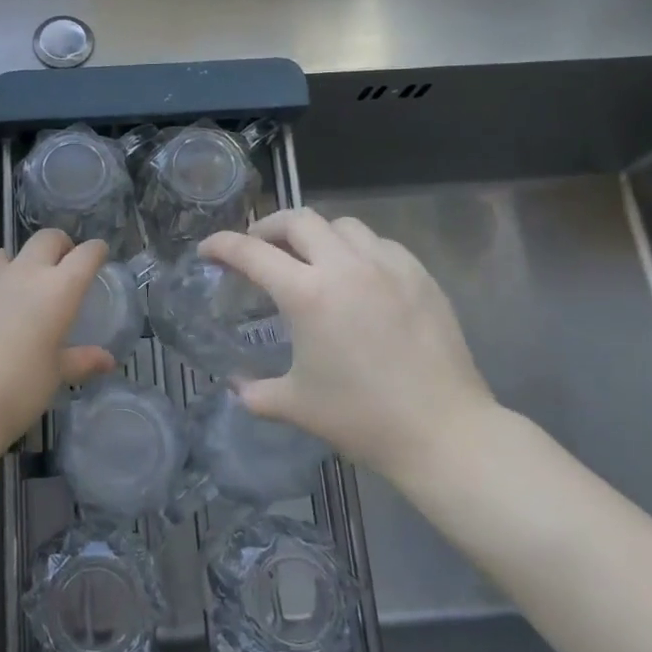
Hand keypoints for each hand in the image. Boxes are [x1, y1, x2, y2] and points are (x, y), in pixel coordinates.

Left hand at [0, 230, 114, 448]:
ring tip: (19, 289)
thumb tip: (106, 360)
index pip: (86, 255)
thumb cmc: (18, 390)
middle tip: (63, 266)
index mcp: (58, 290)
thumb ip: (81, 360)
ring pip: (7, 253)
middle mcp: (24, 273)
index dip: (96, 251)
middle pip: (47, 238)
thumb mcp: (54, 375)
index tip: (99, 256)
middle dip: (60, 245)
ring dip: (19, 263)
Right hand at [199, 209, 501, 480]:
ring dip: (316, 235)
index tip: (208, 250)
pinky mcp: (420, 276)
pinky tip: (357, 275)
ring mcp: (387, 266)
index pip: (251, 253)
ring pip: (342, 225)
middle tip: (258, 248)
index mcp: (307, 294)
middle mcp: (345, 267)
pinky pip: (379, 243)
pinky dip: (356, 249)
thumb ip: (254, 391)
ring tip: (309, 259)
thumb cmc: (362, 418)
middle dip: (268, 227)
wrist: (443, 432)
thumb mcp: (295, 405)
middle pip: (298, 220)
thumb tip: (235, 385)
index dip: (222, 246)